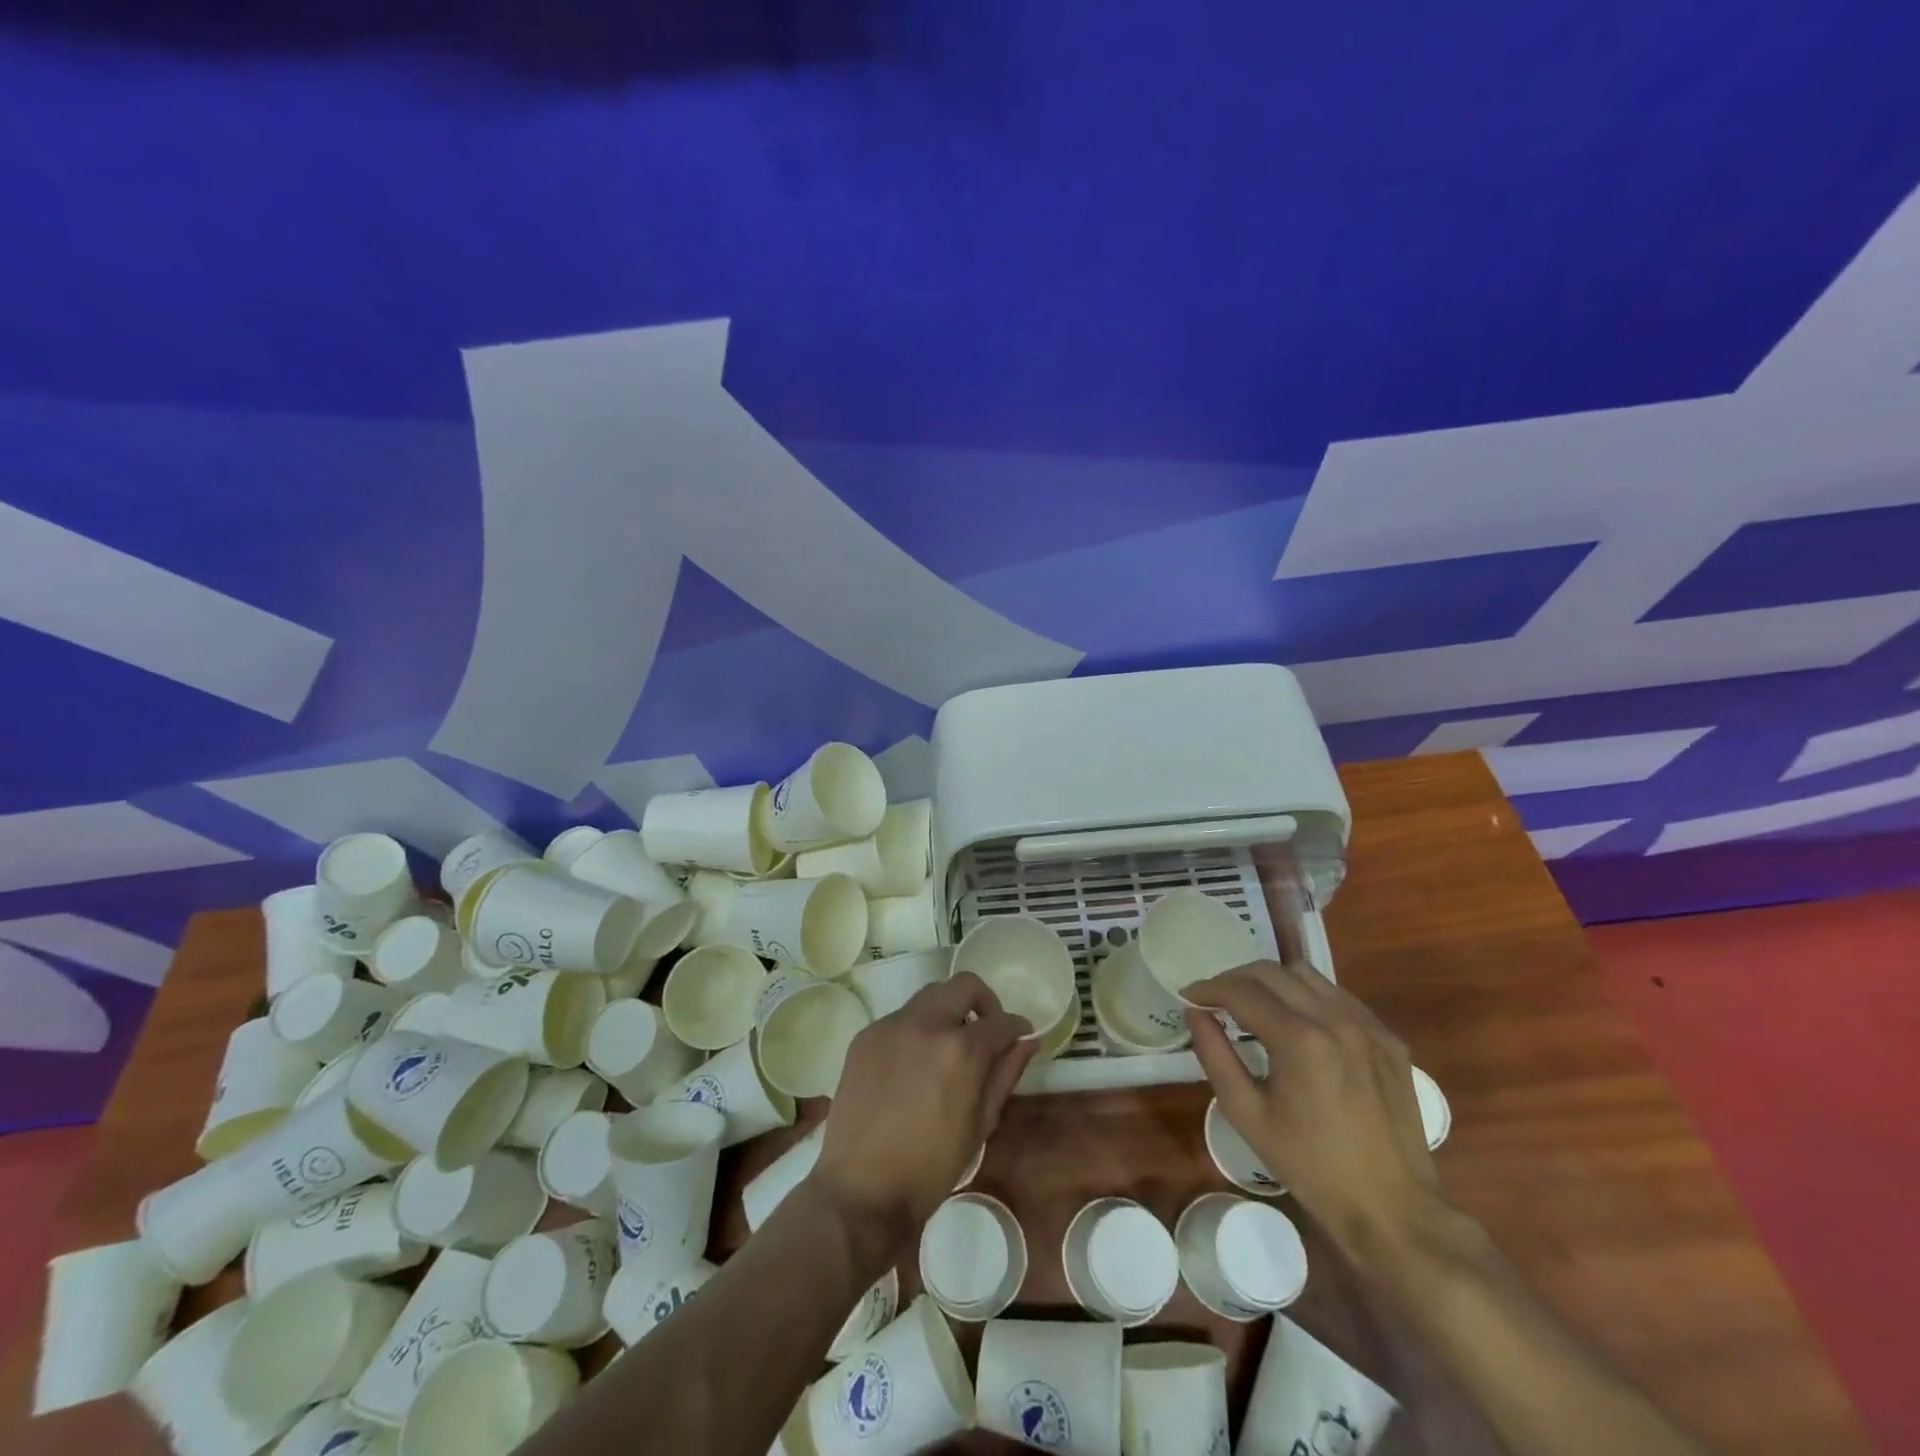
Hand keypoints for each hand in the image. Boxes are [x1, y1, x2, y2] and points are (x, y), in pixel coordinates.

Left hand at [811, 972, 1037, 1251]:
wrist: (860, 1190)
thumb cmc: (930, 1168)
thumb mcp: (980, 1124)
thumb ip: (1005, 1074)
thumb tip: (1027, 1040)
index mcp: (960, 1050)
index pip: (1000, 1021)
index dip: (1017, 1026)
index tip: (1021, 1034)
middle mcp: (925, 1024)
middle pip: (963, 986)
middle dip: (983, 1001)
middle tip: (986, 1031)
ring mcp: (890, 1026)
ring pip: (929, 996)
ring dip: (948, 1012)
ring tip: (949, 1048)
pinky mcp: (865, 1036)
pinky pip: (900, 1019)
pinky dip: (917, 1030)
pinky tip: (915, 1065)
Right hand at [1186, 959, 1441, 1267]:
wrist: (1393, 1210)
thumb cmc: (1311, 1166)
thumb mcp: (1247, 1114)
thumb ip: (1215, 1055)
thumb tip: (1194, 1012)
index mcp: (1300, 1041)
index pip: (1241, 991)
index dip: (1208, 989)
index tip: (1189, 997)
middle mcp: (1336, 1020)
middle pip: (1272, 972)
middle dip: (1235, 980)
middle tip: (1215, 1000)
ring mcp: (1369, 1026)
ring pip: (1307, 975)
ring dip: (1272, 982)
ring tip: (1255, 1007)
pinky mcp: (1389, 1039)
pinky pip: (1339, 997)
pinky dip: (1308, 997)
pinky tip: (1299, 1024)